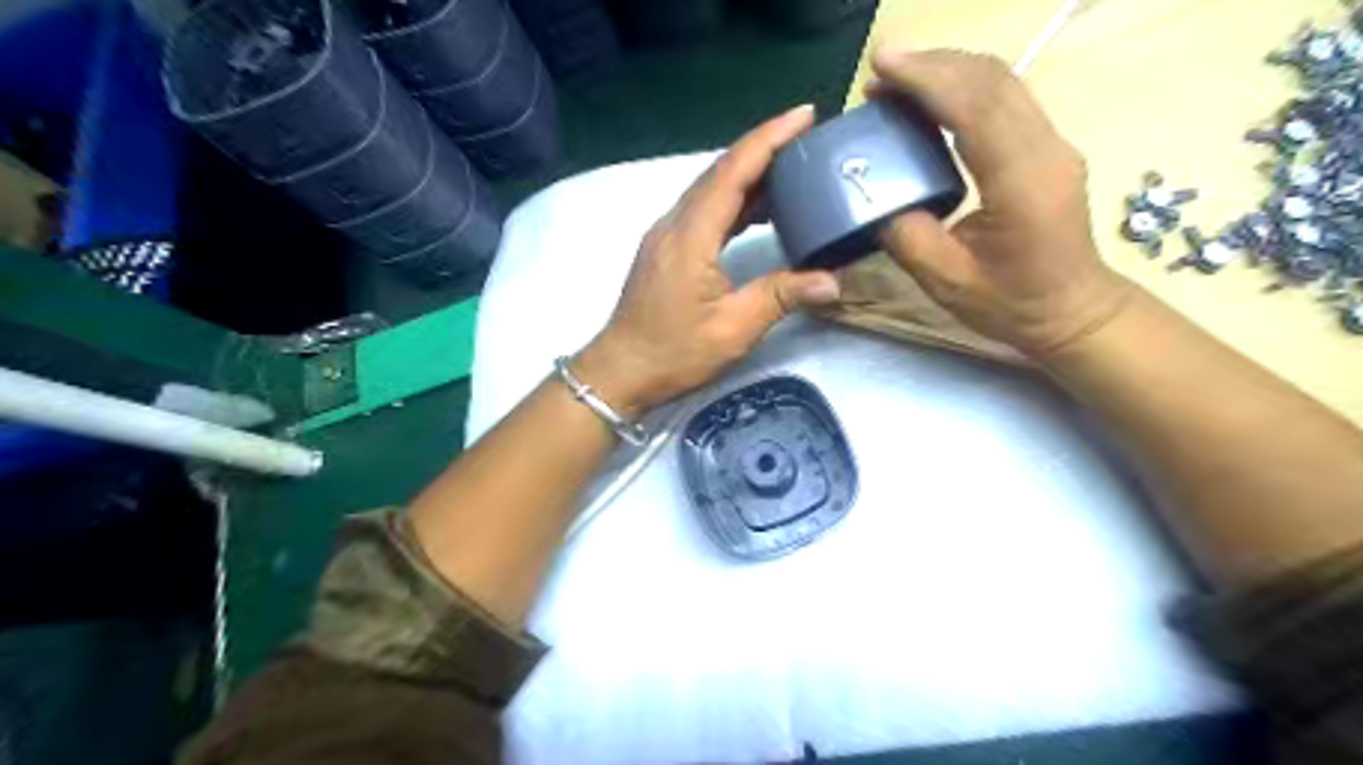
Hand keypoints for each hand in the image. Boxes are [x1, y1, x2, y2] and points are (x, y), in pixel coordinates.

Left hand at [572, 106, 843, 415]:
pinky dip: (734, 199)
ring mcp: (666, 234)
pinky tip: (759, 208)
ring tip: (793, 168)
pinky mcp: (666, 248)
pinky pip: (703, 209)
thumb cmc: (674, 353)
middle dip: (764, 148)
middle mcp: (675, 224)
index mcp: (690, 237)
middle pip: (720, 172)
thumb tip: (833, 281)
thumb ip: (780, 297)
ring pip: (710, 189)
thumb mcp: (733, 329)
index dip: (768, 139)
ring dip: (749, 173)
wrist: (622, 370)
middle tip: (809, 138)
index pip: (732, 173)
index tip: (804, 115)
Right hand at [866, 49, 1135, 355]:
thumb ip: (906, 235)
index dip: (926, 79)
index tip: (880, 66)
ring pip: (1003, 82)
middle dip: (932, 65)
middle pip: (992, 80)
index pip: (975, 108)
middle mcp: (1046, 150)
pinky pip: (1007, 99)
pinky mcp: (1048, 147)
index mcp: (1022, 183)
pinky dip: (964, 89)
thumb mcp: (946, 281)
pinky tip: (933, 102)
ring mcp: (1053, 143)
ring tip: (899, 82)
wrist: (1073, 311)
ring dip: (948, 71)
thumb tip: (874, 197)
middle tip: (880, 73)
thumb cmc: (1011, 304)